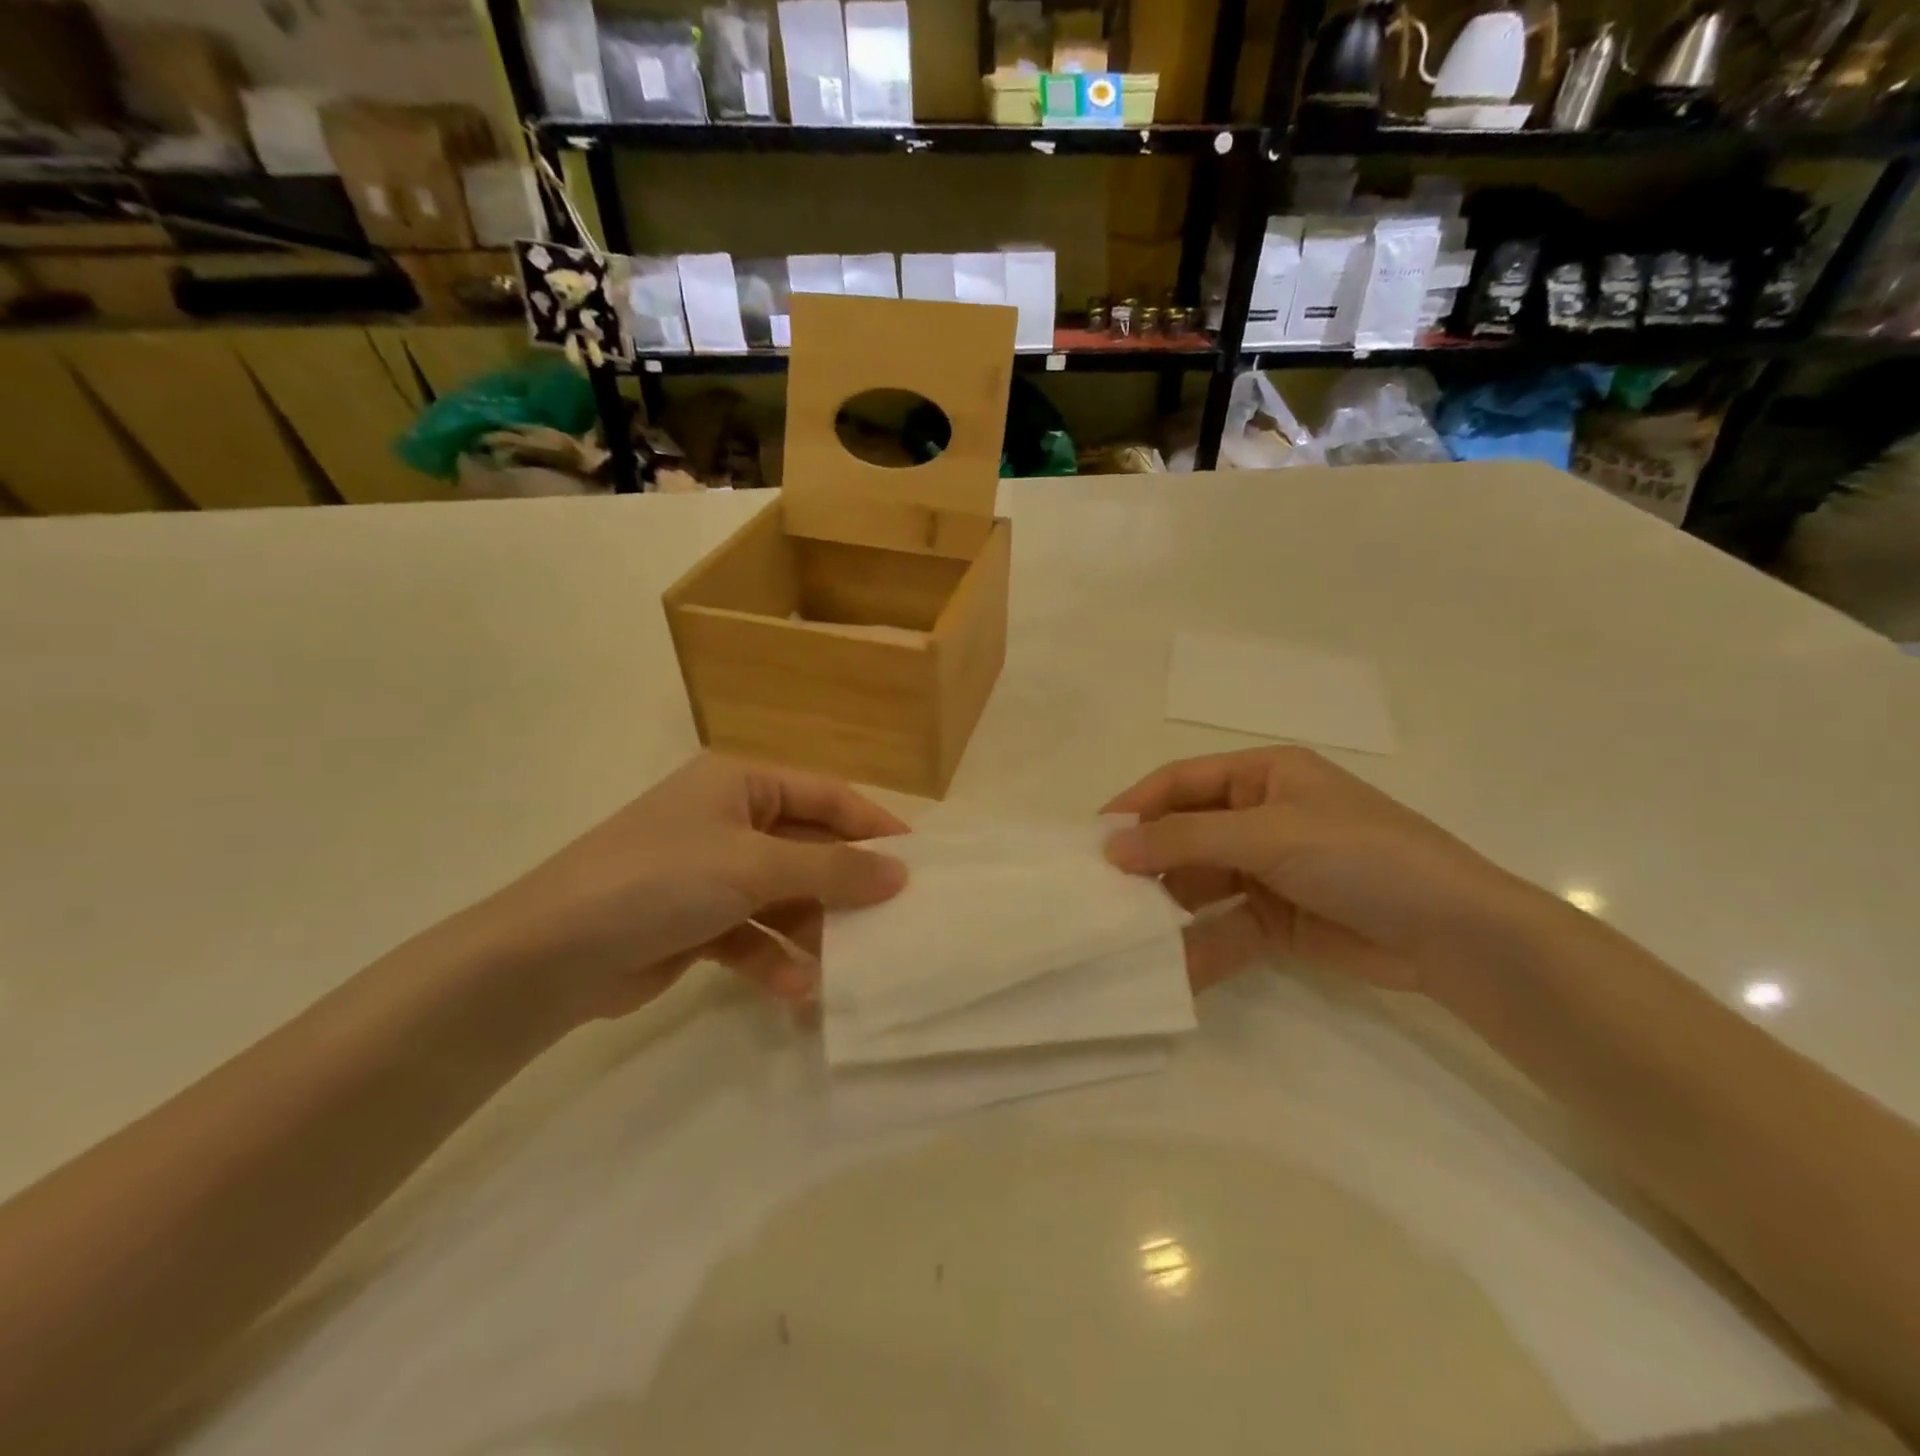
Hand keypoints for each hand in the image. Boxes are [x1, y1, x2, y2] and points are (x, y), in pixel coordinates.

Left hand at [470, 754, 908, 1024]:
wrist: (547, 956)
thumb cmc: (659, 880)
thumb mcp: (753, 865)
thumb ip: (831, 868)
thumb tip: (900, 873)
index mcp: (741, 784)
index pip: (826, 796)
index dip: (873, 826)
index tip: (918, 862)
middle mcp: (729, 821)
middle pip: (809, 849)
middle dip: (845, 886)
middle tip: (893, 920)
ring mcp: (712, 874)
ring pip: (785, 896)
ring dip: (812, 929)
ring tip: (845, 964)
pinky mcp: (697, 923)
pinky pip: (754, 934)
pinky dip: (774, 958)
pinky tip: (794, 989)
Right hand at [1102, 748, 1541, 994]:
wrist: (1456, 935)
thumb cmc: (1360, 856)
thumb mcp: (1269, 835)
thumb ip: (1185, 840)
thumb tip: (1111, 847)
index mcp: (1264, 776)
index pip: (1181, 782)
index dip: (1136, 805)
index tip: (1092, 839)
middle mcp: (1261, 817)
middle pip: (1185, 834)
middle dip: (1147, 861)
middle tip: (1101, 891)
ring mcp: (1269, 871)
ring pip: (1200, 885)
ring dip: (1167, 907)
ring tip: (1125, 931)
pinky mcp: (1277, 920)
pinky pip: (1224, 928)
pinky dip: (1199, 947)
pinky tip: (1170, 969)